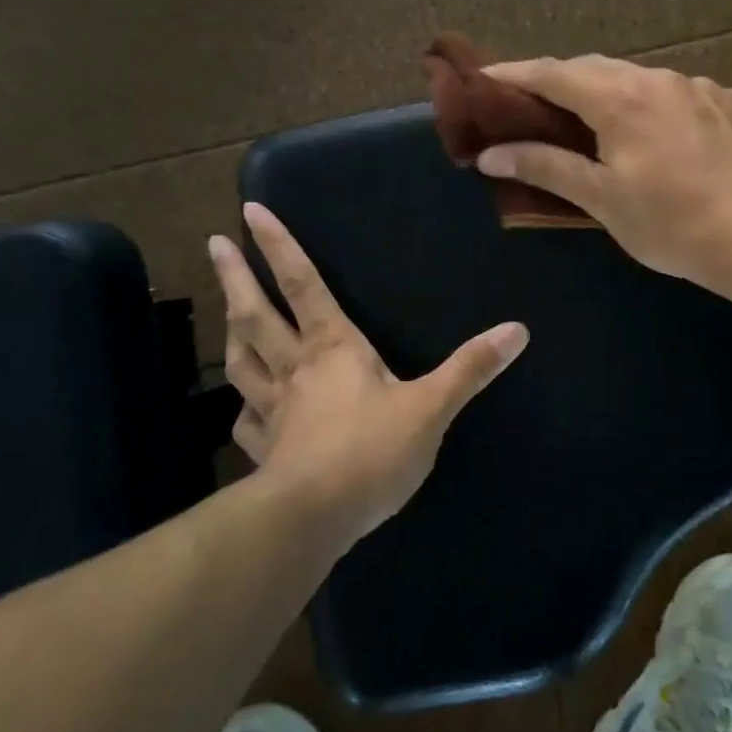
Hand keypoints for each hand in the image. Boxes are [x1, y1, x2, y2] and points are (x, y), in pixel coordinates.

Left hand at [208, 203, 528, 547]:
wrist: (312, 519)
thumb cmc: (371, 453)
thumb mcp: (432, 408)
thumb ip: (472, 368)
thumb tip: (518, 329)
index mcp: (334, 347)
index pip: (303, 284)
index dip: (278, 247)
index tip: (249, 211)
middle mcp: (296, 368)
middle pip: (257, 313)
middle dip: (236, 276)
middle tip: (213, 244)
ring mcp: (273, 410)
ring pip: (242, 360)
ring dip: (231, 330)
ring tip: (226, 311)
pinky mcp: (263, 450)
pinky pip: (245, 419)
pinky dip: (242, 407)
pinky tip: (243, 409)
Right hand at [476, 55, 731, 292]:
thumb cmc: (674, 223)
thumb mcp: (603, 200)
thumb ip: (546, 168)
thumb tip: (490, 153)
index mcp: (621, 98)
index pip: (552, 73)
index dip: (512, 73)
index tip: (482, 77)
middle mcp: (659, 79)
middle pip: (594, 68)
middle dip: (558, 80)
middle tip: (532, 104)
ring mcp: (700, 87)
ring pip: (638, 78)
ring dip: (607, 91)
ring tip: (593, 121)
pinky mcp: (731, 102)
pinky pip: (676, 94)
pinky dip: (651, 105)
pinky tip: (658, 136)